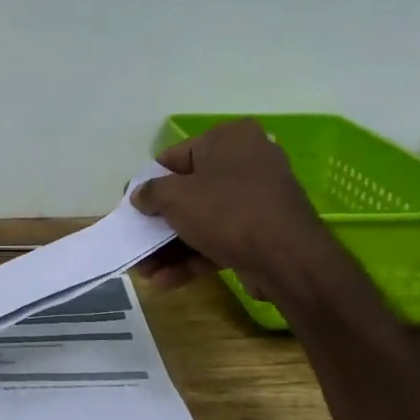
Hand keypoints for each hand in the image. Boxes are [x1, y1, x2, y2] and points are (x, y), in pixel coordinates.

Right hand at [131, 120, 326, 296]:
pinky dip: (194, 258)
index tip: (133, 206)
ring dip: (172, 246)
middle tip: (137, 240)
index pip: (175, 157)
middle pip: (190, 192)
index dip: (149, 183)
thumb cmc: (226, 210)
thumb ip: (150, 193)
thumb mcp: (175, 197)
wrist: (286, 257)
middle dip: (160, 222)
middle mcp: (248, 161)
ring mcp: (258, 199)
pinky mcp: (263, 232)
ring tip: (144, 270)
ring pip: (204, 220)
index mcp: (229, 138)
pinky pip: (220, 240)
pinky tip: (166, 281)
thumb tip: (139, 195)